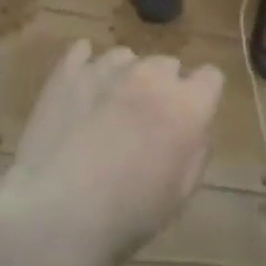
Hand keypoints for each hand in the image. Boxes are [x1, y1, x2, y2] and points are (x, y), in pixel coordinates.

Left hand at [0, 42, 223, 265]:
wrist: (55, 213)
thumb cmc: (126, 214)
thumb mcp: (179, 195)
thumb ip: (196, 152)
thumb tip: (195, 128)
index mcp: (185, 105)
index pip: (210, 77)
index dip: (201, 96)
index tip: (190, 117)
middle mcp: (149, 76)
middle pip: (167, 64)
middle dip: (163, 87)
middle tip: (146, 120)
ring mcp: (104, 69)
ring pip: (126, 57)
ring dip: (125, 76)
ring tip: (109, 108)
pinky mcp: (66, 73)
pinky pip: (82, 51)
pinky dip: (86, 63)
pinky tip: (82, 85)